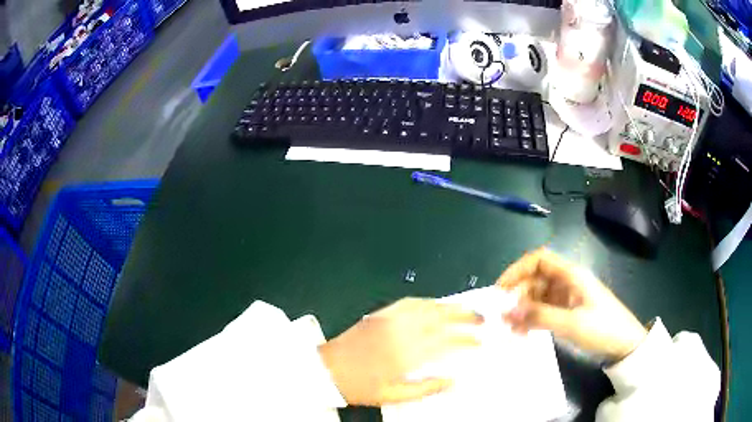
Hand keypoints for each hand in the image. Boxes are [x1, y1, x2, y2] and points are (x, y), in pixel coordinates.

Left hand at [318, 298, 482, 405]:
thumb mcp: (393, 396)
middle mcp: (401, 332)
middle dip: (464, 316)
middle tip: (481, 317)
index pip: (444, 341)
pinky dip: (425, 301)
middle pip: (439, 318)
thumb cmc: (360, 386)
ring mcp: (389, 320)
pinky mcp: (379, 314)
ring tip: (465, 308)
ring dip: (449, 306)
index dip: (465, 339)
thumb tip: (454, 381)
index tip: (479, 341)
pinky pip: (407, 302)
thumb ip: (425, 388)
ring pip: (426, 307)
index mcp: (406, 353)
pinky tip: (434, 304)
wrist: (326, 369)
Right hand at [496, 249, 646, 361]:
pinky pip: (544, 310)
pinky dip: (532, 319)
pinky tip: (524, 333)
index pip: (539, 259)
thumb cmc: (602, 328)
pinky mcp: (568, 311)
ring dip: (523, 310)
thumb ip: (539, 316)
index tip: (499, 290)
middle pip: (535, 278)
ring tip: (512, 330)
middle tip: (503, 318)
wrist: (624, 344)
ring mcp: (568, 297)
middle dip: (517, 295)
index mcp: (571, 274)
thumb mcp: (571, 323)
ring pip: (538, 296)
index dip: (517, 270)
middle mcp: (567, 281)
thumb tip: (507, 312)